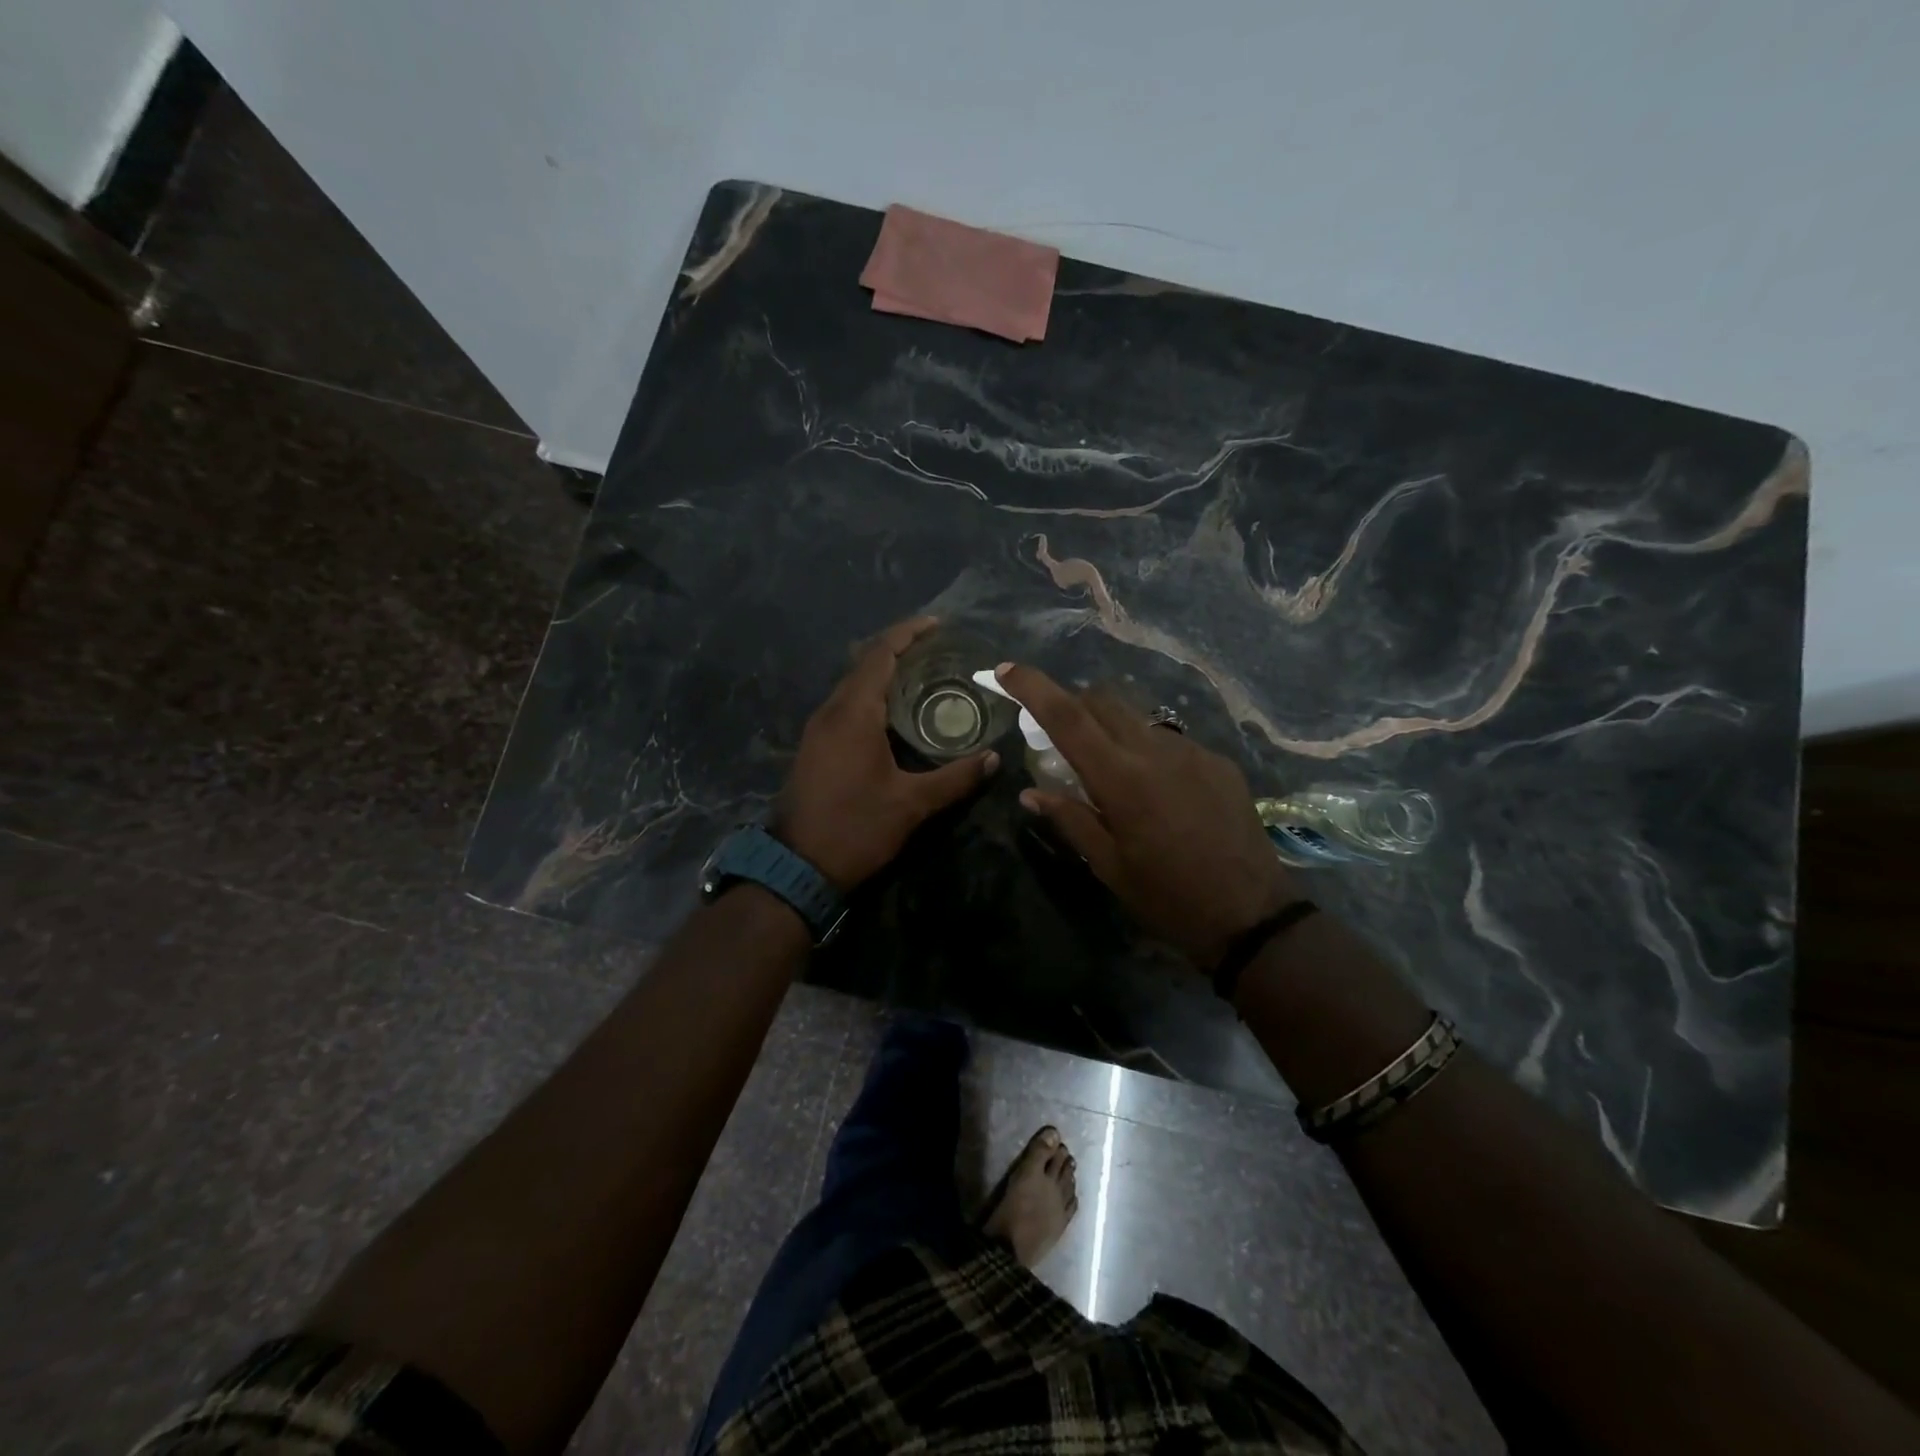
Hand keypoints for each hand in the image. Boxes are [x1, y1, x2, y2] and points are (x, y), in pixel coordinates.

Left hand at [776, 618, 999, 890]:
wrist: (797, 867)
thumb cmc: (856, 828)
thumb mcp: (912, 804)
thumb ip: (955, 778)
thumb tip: (994, 760)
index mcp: (854, 713)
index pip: (880, 655)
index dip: (907, 634)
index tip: (937, 624)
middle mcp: (831, 711)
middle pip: (864, 664)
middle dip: (899, 650)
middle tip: (939, 651)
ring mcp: (818, 729)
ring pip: (853, 686)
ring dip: (884, 674)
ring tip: (923, 676)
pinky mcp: (815, 747)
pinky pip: (846, 706)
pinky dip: (872, 697)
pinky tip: (895, 714)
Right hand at [997, 663, 1298, 969]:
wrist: (1252, 916)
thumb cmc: (1167, 897)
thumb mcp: (1108, 865)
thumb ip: (1069, 819)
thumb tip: (1031, 792)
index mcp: (1121, 779)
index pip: (1067, 717)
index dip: (1033, 687)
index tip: (1006, 670)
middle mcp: (1156, 751)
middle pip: (1103, 702)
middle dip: (1072, 703)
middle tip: (1058, 734)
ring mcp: (1193, 752)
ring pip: (1137, 718)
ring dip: (1111, 728)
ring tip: (1110, 766)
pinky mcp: (1219, 762)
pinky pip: (1170, 740)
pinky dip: (1147, 749)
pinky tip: (1156, 787)